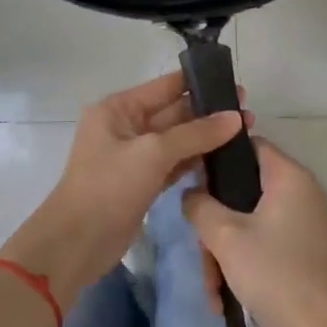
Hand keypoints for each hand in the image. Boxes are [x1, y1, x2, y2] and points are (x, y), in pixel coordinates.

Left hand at [1, 72, 247, 305]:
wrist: (78, 242)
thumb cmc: (109, 186)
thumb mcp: (153, 153)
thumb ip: (195, 134)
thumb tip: (236, 117)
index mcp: (118, 108)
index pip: (165, 87)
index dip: (198, 84)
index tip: (234, 84)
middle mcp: (125, 127)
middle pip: (173, 113)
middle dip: (207, 113)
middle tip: (249, 113)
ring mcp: (134, 157)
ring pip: (176, 141)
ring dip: (205, 138)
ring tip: (245, 133)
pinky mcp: (142, 183)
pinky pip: (173, 164)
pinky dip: (195, 161)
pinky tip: (223, 159)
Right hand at [183, 139, 326, 326]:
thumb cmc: (274, 273)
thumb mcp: (225, 237)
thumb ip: (200, 206)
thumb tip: (191, 194)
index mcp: (288, 176)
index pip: (247, 145)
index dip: (216, 157)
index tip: (191, 180)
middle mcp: (299, 191)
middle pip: (242, 188)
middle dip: (215, 222)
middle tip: (201, 250)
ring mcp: (302, 221)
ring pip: (247, 220)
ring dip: (223, 250)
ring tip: (212, 287)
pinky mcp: (300, 247)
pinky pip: (261, 240)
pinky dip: (242, 262)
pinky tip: (224, 296)